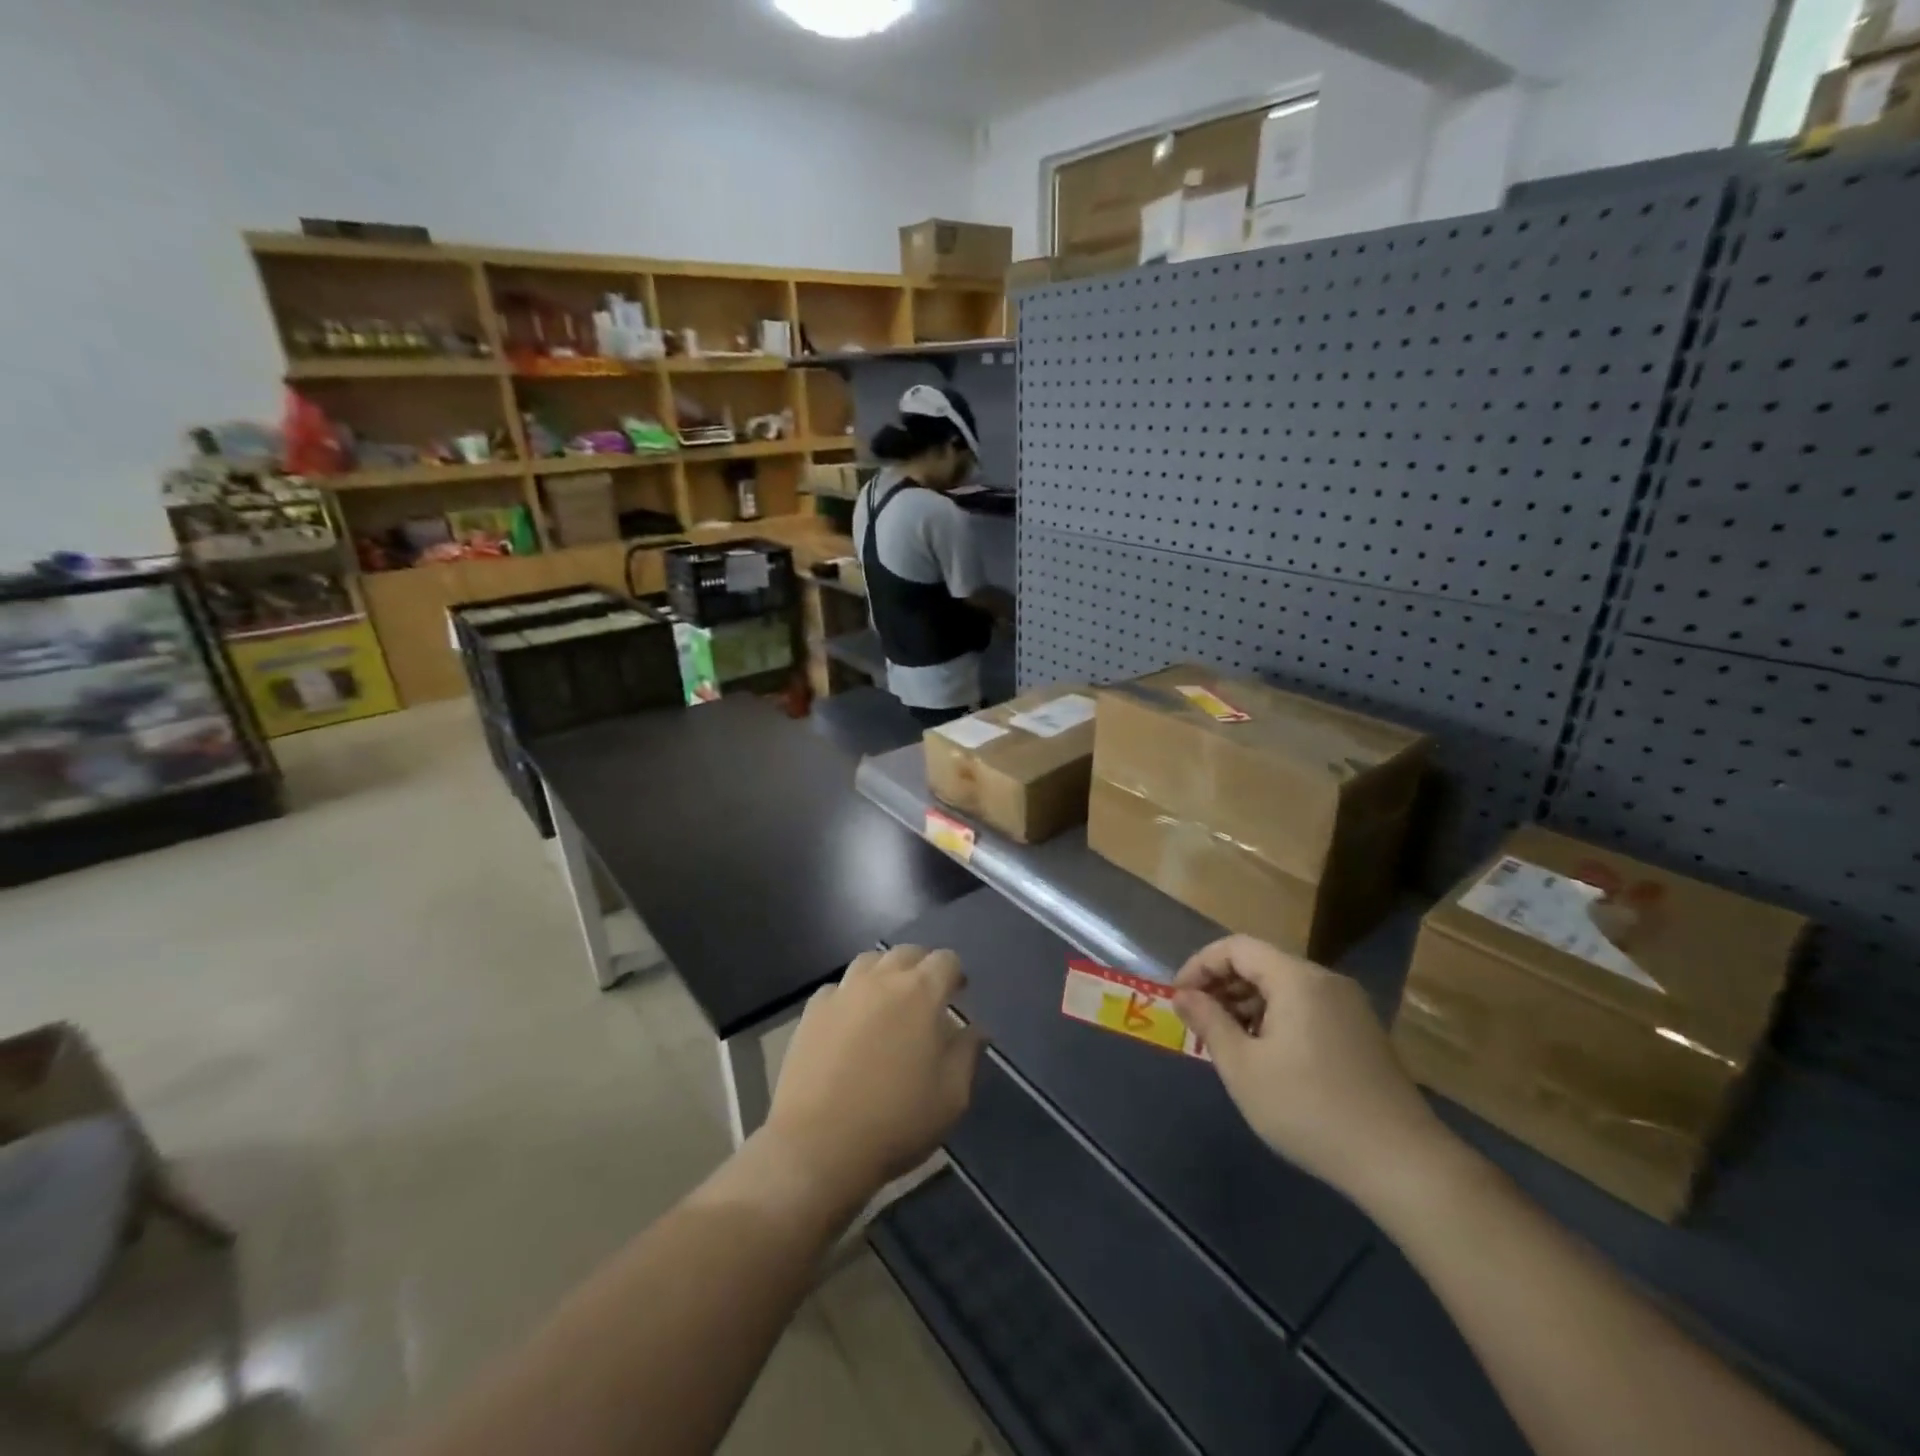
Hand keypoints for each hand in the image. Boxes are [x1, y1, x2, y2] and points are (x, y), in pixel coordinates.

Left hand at [766, 945, 984, 1199]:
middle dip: (922, 967)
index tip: (959, 995)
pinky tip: (852, 1021)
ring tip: (889, 1000)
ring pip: (870, 961)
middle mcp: (881, 980)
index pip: (945, 960)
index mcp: (921, 993)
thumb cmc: (896, 1121)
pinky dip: (851, 995)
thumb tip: (976, 1028)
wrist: (819, 1145)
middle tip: (927, 997)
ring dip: (886, 972)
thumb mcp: (951, 1096)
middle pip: (907, 953)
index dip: (955, 974)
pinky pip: (838, 988)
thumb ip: (967, 1053)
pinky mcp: (813, 1011)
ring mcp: (843, 992)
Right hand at [1173, 935, 1451, 1209]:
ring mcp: (1349, 1007)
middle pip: (1261, 963)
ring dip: (1247, 1004)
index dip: (1200, 965)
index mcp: (1297, 979)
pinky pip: (1306, 1008)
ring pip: (1284, 987)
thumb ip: (1208, 1022)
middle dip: (1222, 986)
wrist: (1402, 1163)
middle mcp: (1326, 981)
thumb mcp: (1243, 1067)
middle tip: (1198, 1021)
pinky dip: (1276, 1018)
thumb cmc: (1309, 1109)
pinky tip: (1266, 1057)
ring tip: (1227, 1042)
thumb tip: (1183, 995)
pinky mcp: (1362, 1033)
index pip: (1236, 947)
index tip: (1178, 997)